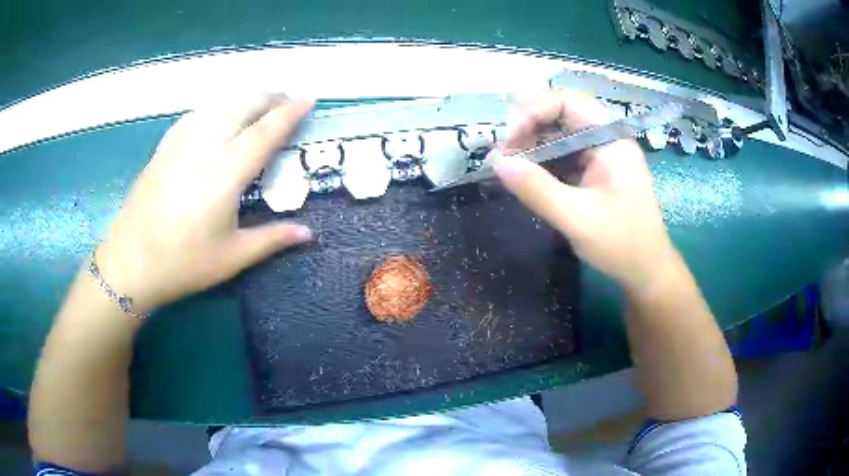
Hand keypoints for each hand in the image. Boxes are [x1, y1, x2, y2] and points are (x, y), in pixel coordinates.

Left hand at [96, 95, 314, 314]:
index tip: (309, 98)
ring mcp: (181, 142)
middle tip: (288, 101)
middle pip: (244, 106)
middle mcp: (205, 146)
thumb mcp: (232, 257)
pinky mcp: (164, 146)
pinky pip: (197, 114)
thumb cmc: (183, 263)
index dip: (290, 112)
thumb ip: (272, 239)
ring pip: (220, 104)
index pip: (266, 131)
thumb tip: (308, 232)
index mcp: (226, 172)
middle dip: (271, 97)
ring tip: (259, 107)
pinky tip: (218, 117)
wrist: (130, 262)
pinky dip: (217, 108)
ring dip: (245, 99)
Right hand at [492, 90, 676, 290]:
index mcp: (611, 139)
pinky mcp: (594, 171)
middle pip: (561, 113)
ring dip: (531, 143)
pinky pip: (563, 153)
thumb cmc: (621, 244)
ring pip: (559, 133)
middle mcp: (606, 139)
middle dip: (528, 126)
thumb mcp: (577, 218)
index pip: (567, 101)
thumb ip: (537, 189)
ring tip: (507, 163)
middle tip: (503, 153)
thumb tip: (497, 162)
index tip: (509, 139)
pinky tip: (524, 174)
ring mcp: (600, 154)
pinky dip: (541, 160)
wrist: (646, 271)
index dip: (533, 111)